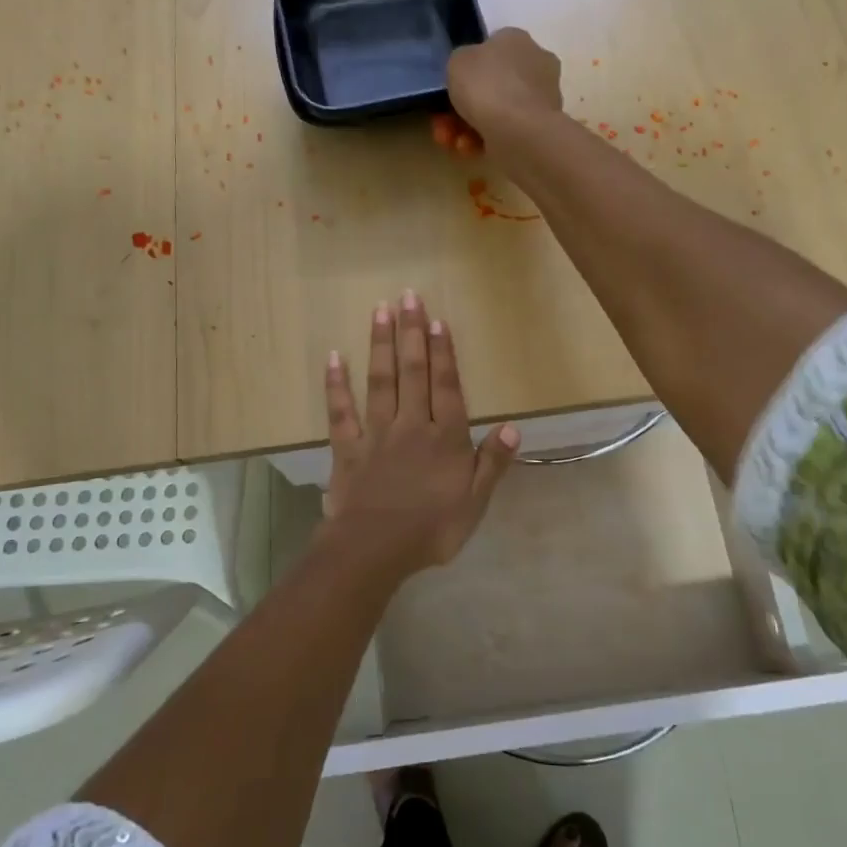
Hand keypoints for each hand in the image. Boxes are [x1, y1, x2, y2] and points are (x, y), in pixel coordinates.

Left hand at [321, 290, 519, 574]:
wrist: (375, 550)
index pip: (446, 387)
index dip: (443, 353)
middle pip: (413, 372)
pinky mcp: (347, 448)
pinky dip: (336, 385)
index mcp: (444, 438)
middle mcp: (411, 425)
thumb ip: (492, 462)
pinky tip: (334, 357)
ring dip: (380, 345)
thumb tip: (512, 426)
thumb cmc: (432, 529)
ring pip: (380, 382)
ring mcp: (376, 434)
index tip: (437, 320)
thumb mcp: (475, 502)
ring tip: (380, 311)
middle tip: (408, 296)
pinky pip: (341, 412)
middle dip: (411, 332)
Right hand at [431, 27, 564, 155]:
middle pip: (491, 85)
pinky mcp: (540, 127)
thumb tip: (469, 70)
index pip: (490, 48)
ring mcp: (541, 97)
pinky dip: (485, 140)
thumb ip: (460, 62)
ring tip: (451, 141)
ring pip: (496, 111)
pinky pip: (505, 130)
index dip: (466, 69)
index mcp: (516, 39)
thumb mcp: (457, 61)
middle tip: (442, 122)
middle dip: (462, 106)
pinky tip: (469, 149)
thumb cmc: (487, 87)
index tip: (449, 88)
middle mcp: (535, 63)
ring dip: (467, 127)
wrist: (520, 131)